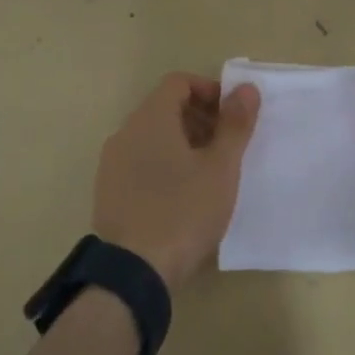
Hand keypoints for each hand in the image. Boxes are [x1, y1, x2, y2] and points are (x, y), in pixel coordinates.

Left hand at [91, 73, 260, 289]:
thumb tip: (245, 88)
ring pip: (151, 136)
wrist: (134, 272)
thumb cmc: (184, 211)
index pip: (178, 82)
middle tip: (226, 146)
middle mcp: (125, 132)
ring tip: (208, 173)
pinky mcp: (108, 191)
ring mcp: (112, 163)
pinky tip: (182, 196)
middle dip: (198, 118)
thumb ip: (235, 124)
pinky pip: (139, 161)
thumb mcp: (220, 168)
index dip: (208, 90)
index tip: (232, 116)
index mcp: (150, 118)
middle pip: (164, 107)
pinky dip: (163, 163)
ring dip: (182, 142)